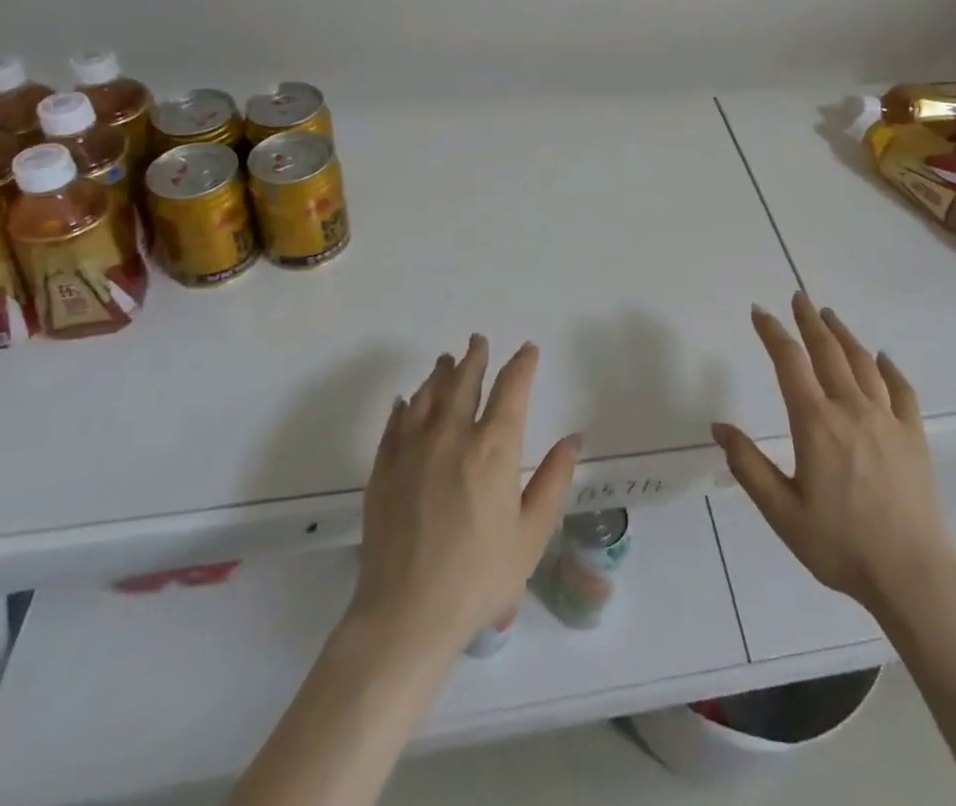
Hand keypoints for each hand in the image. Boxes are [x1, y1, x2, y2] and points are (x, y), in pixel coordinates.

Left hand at [349, 336, 580, 658]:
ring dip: (440, 374)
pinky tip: (407, 401)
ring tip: (446, 361)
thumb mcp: (531, 534)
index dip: (521, 365)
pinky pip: (395, 424)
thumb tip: (572, 438)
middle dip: (475, 357)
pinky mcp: (384, 469)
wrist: (406, 615)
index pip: (511, 390)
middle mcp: (452, 436)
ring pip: (428, 396)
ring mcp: (412, 450)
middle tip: (478, 340)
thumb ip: (554, 480)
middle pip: (464, 382)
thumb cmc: (479, 578)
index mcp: (493, 449)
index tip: (528, 350)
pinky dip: (405, 406)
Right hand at [712, 293, 955, 622]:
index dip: (772, 332)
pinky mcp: (914, 435)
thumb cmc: (840, 546)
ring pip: (863, 362)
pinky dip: (889, 367)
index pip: (789, 362)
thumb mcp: (782, 513)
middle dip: (809, 320)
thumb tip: (720, 426)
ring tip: (830, 316)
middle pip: (827, 350)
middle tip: (798, 297)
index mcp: (816, 423)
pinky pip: (901, 389)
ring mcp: (887, 418)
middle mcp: (851, 408)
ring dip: (843, 334)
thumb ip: (748, 466)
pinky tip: (882, 358)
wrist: (913, 576)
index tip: (759, 312)